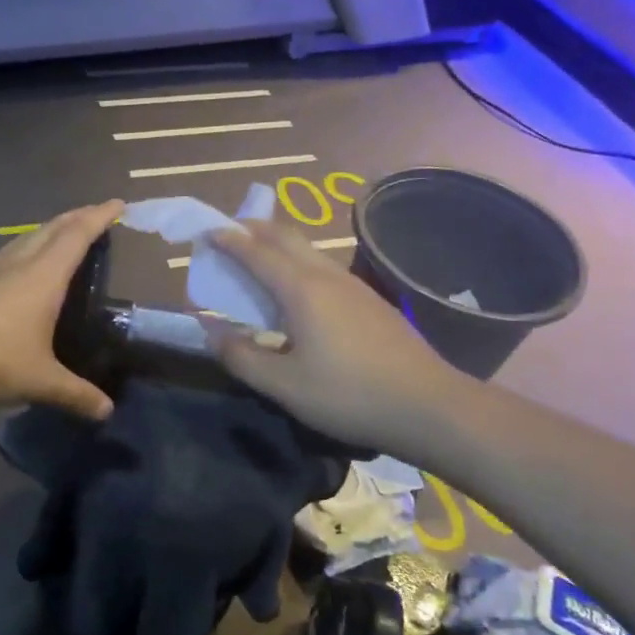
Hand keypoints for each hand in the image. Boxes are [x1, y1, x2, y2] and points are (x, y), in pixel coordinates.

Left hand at [0, 201, 123, 419]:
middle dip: (75, 217)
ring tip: (58, 238)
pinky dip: (20, 254)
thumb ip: (76, 394)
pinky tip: (15, 274)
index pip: (77, 236)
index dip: (99, 217)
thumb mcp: (40, 381)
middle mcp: (15, 264)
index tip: (117, 203)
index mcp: (42, 277)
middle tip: (93, 214)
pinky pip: (1, 258)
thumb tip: (107, 412)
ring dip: (45, 233)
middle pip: (50, 229)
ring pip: (22, 240)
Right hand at [204, 220, 463, 454]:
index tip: (206, 232)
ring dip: (277, 245)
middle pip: (285, 237)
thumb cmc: (349, 395)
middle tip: (228, 236)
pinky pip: (323, 267)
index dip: (228, 240)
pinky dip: (297, 263)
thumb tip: (212, 331)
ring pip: (307, 250)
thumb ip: (241, 357)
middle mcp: (326, 276)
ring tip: (257, 258)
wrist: (429, 405)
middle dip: (253, 230)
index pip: (256, 252)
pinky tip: (297, 292)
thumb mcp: (284, 386)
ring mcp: (353, 285)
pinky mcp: (370, 300)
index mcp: (301, 290)